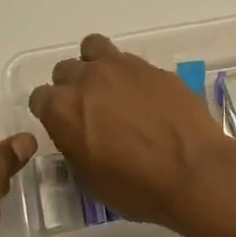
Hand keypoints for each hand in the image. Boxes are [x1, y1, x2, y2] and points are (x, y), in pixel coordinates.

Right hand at [27, 35, 235, 233]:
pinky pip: (130, 61)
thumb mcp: (90, 181)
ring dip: (95, 65)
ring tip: (111, 88)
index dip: (51, 113)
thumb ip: (74, 148)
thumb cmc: (137, 188)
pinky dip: (130, 75)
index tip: (64, 127)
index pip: (40, 98)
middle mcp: (87, 79)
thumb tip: (77, 137)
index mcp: (63, 109)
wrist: (195, 172)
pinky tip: (145, 98)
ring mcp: (122, 67)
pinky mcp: (153, 67)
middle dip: (71, 87)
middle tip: (89, 110)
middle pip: (65, 70)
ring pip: (94, 48)